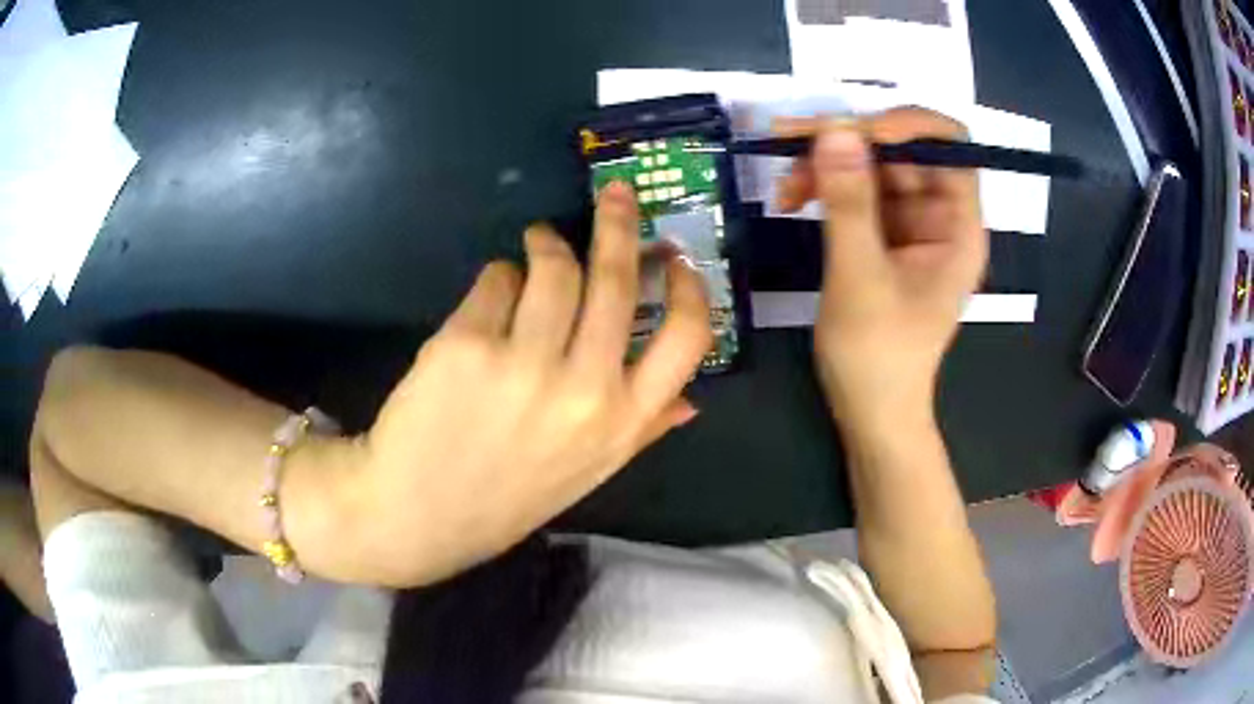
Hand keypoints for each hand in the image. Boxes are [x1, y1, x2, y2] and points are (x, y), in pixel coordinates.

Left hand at [325, 181, 710, 585]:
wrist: (414, 515)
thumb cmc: (504, 496)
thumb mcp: (586, 473)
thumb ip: (642, 433)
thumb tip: (691, 403)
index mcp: (620, 423)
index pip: (685, 339)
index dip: (688, 288)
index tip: (674, 258)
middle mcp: (583, 389)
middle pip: (615, 279)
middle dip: (618, 223)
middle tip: (614, 195)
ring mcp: (524, 363)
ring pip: (553, 266)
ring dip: (547, 244)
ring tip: (537, 243)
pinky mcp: (467, 342)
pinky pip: (496, 279)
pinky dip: (499, 278)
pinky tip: (489, 298)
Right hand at [775, 108, 986, 432]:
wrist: (869, 411)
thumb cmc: (878, 357)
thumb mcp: (860, 278)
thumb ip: (849, 202)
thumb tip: (833, 127)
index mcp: (958, 228)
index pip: (950, 147)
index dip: (908, 125)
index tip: (857, 130)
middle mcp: (939, 216)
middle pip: (901, 150)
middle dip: (848, 142)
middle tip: (790, 142)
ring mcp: (909, 223)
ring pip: (871, 165)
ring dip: (826, 164)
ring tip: (785, 187)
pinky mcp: (882, 233)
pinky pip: (854, 189)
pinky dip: (823, 186)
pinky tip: (792, 198)